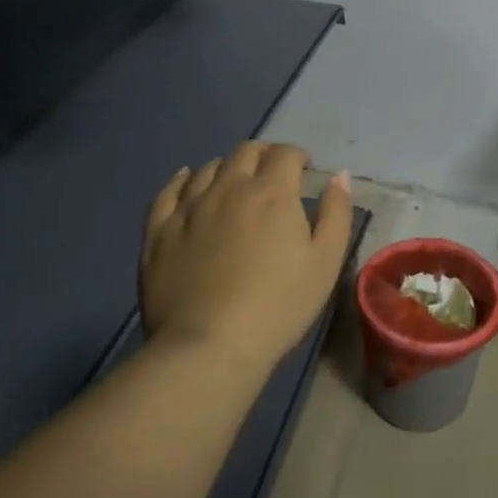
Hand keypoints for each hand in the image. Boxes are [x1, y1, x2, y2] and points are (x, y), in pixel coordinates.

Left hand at [141, 141, 353, 372]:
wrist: (210, 345)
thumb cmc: (279, 305)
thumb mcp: (326, 262)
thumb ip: (336, 213)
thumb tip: (339, 176)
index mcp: (272, 193)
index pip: (285, 153)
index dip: (298, 157)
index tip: (305, 172)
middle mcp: (228, 188)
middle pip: (246, 151)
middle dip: (264, 156)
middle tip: (273, 175)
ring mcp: (189, 207)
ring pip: (208, 167)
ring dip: (228, 167)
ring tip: (235, 185)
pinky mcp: (159, 230)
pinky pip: (168, 191)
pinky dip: (183, 180)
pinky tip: (188, 183)